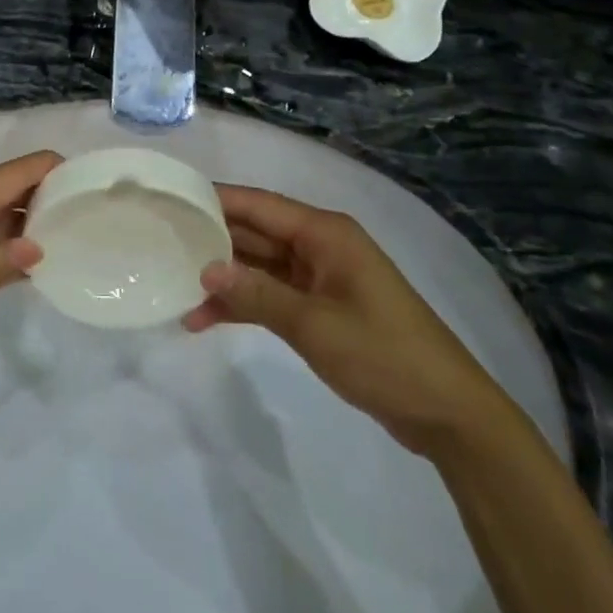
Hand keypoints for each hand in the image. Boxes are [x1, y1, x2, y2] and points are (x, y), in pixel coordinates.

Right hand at [184, 185, 512, 456]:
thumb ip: (257, 295)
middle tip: (164, 243)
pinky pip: (273, 295)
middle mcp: (320, 246)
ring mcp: (321, 278)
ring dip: (225, 278)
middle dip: (214, 240)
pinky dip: (245, 304)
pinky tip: (206, 320)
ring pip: (261, 266)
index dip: (217, 200)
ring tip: (176, 289)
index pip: (259, 205)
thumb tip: (205, 270)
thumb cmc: (384, 354)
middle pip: (257, 233)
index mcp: (325, 234)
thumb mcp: (314, 325)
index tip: (174, 199)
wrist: (448, 413)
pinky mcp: (322, 308)